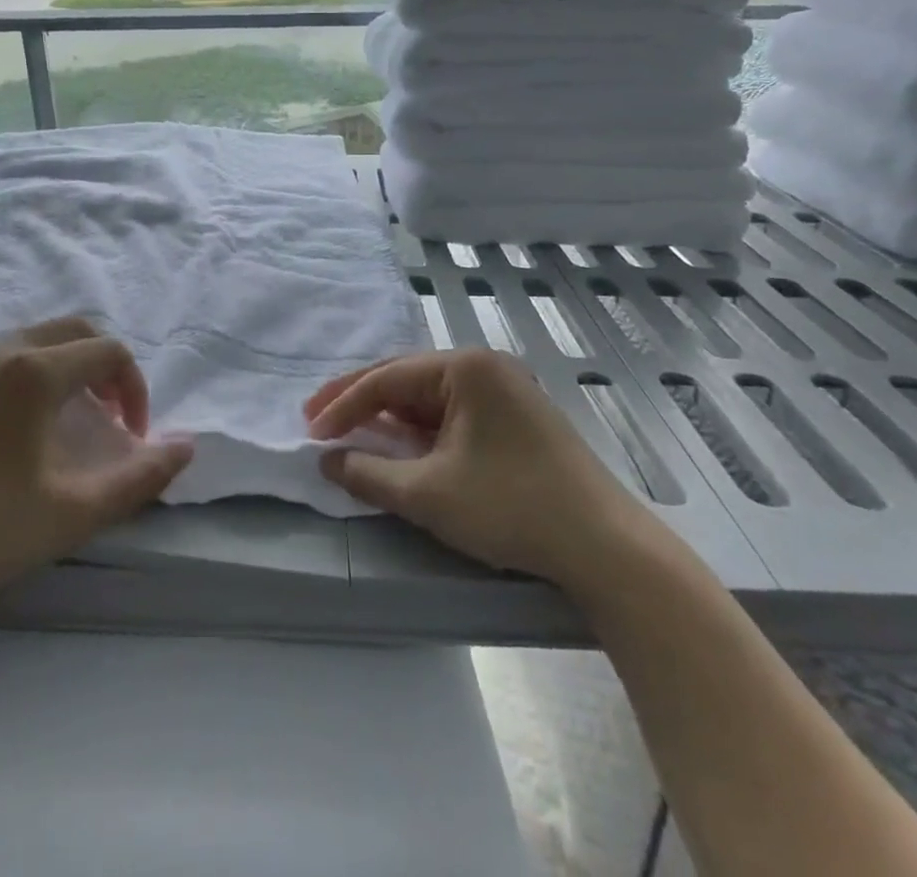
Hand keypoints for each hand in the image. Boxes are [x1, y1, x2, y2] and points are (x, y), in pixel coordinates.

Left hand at [0, 319, 191, 640]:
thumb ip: (140, 477)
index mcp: (36, 371)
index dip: (134, 389)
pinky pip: (1, 360)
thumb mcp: (75, 511)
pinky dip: (30, 375)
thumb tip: (188, 445)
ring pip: (35, 340)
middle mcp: (1, 352)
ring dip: (67, 368)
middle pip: (74, 330)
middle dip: (104, 366)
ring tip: (69, 422)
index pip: (109, 353)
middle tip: (108, 417)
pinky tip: (17, 431)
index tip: (132, 436)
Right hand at [307, 348, 652, 588]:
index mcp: (465, 367)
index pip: (387, 379)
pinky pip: (453, 416)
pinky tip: (400, 446)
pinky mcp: (516, 420)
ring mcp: (504, 392)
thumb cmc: (511, 507)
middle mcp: (485, 368)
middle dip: (360, 403)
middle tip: (318, 421)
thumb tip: (328, 461)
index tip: (310, 431)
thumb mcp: (429, 494)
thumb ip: (369, 474)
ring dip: (389, 418)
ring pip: (429, 399)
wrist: (606, 548)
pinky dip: (420, 432)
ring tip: (351, 433)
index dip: (343, 405)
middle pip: (406, 380)